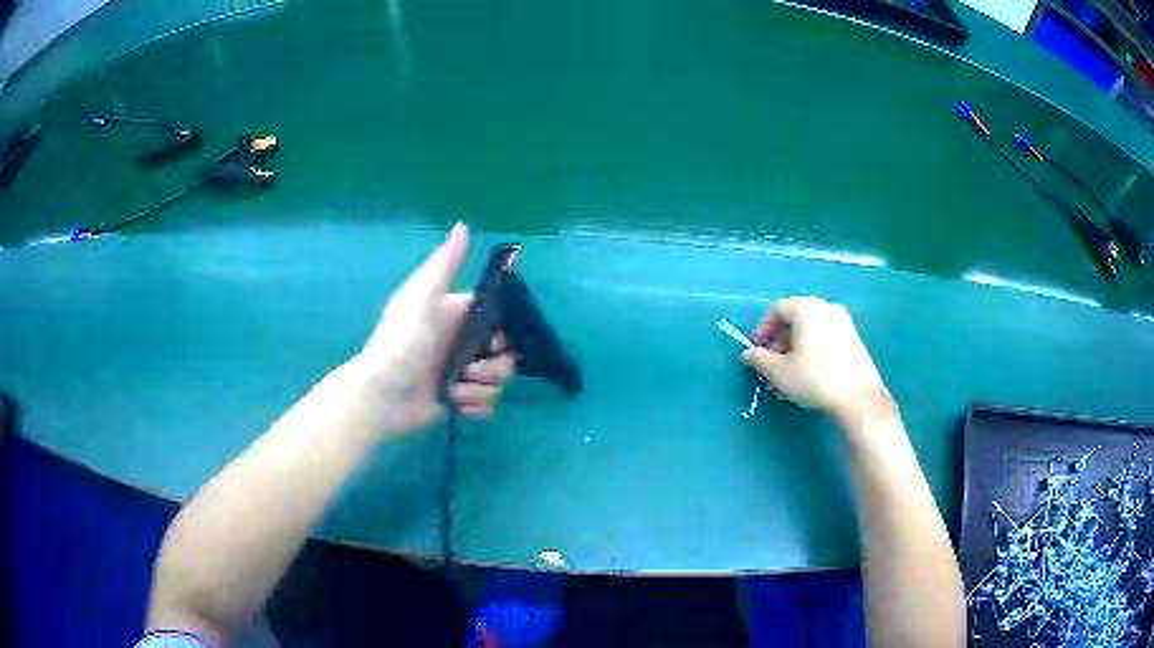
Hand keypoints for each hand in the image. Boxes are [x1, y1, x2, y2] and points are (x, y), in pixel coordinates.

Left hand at [336, 223, 515, 435]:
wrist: (380, 394)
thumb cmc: (400, 342)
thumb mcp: (422, 297)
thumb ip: (444, 265)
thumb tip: (463, 225)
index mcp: (456, 316)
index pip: (498, 321)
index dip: (503, 333)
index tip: (493, 341)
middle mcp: (461, 343)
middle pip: (504, 353)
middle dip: (495, 366)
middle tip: (471, 371)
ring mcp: (459, 374)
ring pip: (497, 381)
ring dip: (481, 389)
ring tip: (455, 391)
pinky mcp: (457, 400)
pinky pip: (486, 403)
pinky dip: (474, 406)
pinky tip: (456, 405)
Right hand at [740, 297, 889, 422]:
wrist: (857, 397)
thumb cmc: (814, 378)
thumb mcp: (779, 371)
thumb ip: (759, 359)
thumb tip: (747, 354)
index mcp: (807, 308)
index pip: (778, 309)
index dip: (763, 329)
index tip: (758, 351)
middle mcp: (827, 308)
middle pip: (795, 320)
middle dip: (780, 344)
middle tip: (772, 368)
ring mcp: (844, 323)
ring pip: (811, 332)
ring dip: (795, 351)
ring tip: (788, 378)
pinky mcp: (854, 340)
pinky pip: (825, 339)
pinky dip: (812, 352)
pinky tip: (808, 377)